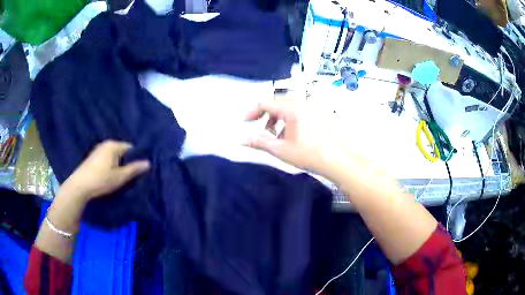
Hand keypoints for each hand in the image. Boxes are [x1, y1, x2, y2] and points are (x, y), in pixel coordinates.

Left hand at [61, 140, 150, 200]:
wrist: (79, 186)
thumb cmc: (101, 180)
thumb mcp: (120, 177)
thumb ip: (134, 169)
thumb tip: (148, 163)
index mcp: (113, 145)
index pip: (131, 148)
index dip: (135, 159)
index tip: (138, 171)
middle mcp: (105, 144)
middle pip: (122, 152)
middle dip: (126, 162)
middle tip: (130, 177)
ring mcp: (98, 150)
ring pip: (114, 156)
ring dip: (118, 165)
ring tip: (120, 178)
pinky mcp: (92, 158)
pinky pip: (106, 159)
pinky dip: (110, 166)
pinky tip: (108, 177)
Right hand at [245, 101, 340, 175]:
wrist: (338, 160)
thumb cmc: (308, 154)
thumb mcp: (281, 150)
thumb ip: (259, 142)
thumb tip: (242, 140)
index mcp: (292, 108)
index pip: (266, 103)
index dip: (253, 112)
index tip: (247, 122)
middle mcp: (304, 103)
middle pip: (279, 104)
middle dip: (268, 117)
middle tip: (265, 132)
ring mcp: (315, 107)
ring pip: (291, 107)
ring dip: (281, 119)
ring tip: (281, 137)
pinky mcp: (323, 113)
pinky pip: (302, 111)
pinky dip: (293, 120)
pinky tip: (296, 136)